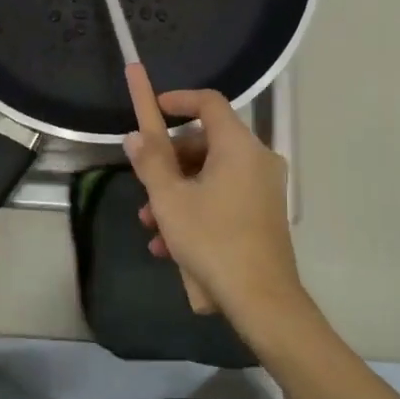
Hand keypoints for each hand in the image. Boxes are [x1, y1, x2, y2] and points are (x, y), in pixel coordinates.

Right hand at [122, 64, 311, 332]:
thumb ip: (150, 162)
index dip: (178, 100)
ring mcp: (264, 187)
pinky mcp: (264, 212)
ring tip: (150, 226)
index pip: (208, 102)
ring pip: (211, 174)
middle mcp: (257, 159)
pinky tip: (169, 245)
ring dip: (177, 192)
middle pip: (206, 142)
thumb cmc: (212, 240)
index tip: (154, 109)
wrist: (261, 298)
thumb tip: (135, 135)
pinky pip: (224, 195)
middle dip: (169, 162)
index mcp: (238, 146)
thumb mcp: (170, 200)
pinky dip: (197, 208)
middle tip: (144, 185)